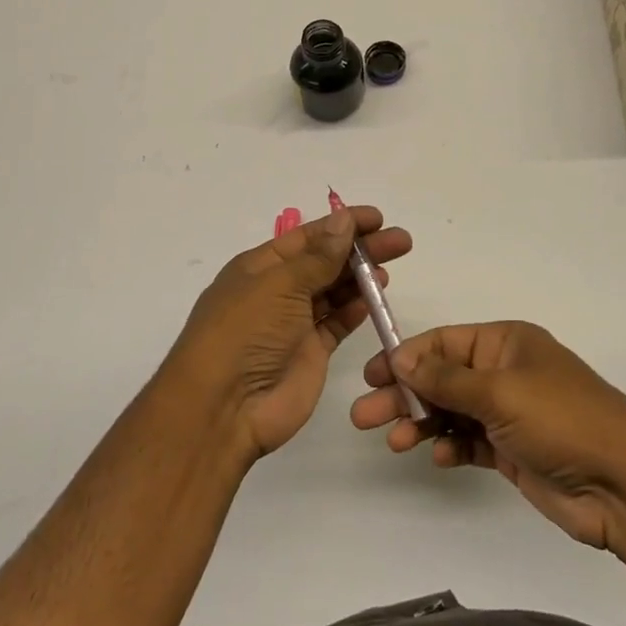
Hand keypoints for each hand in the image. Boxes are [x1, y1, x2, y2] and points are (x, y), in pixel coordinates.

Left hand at [166, 206, 411, 459]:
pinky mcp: (310, 352)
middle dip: (360, 249)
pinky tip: (376, 296)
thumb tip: (344, 221)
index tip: (378, 218)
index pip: (307, 237)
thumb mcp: (279, 286)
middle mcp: (276, 291)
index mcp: (259, 267)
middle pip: (325, 261)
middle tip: (401, 241)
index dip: (341, 224)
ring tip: (391, 266)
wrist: (225, 407)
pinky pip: (337, 323)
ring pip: (334, 291)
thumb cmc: (245, 333)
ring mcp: (294, 323)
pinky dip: (356, 309)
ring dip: (361, 277)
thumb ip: (318, 257)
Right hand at [351, 321, 625, 548]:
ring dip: (422, 423)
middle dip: (404, 394)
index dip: (406, 356)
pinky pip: (470, 442)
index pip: (443, 342)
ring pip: (451, 412)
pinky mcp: (513, 451)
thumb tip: (400, 357)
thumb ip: (445, 378)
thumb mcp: (499, 391)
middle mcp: (504, 372)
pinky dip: (450, 447)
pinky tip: (437, 456)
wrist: (624, 486)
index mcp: (505, 343)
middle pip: (441, 378)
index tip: (372, 376)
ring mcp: (509, 413)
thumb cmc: (561, 420)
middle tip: (363, 415)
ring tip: (394, 442)